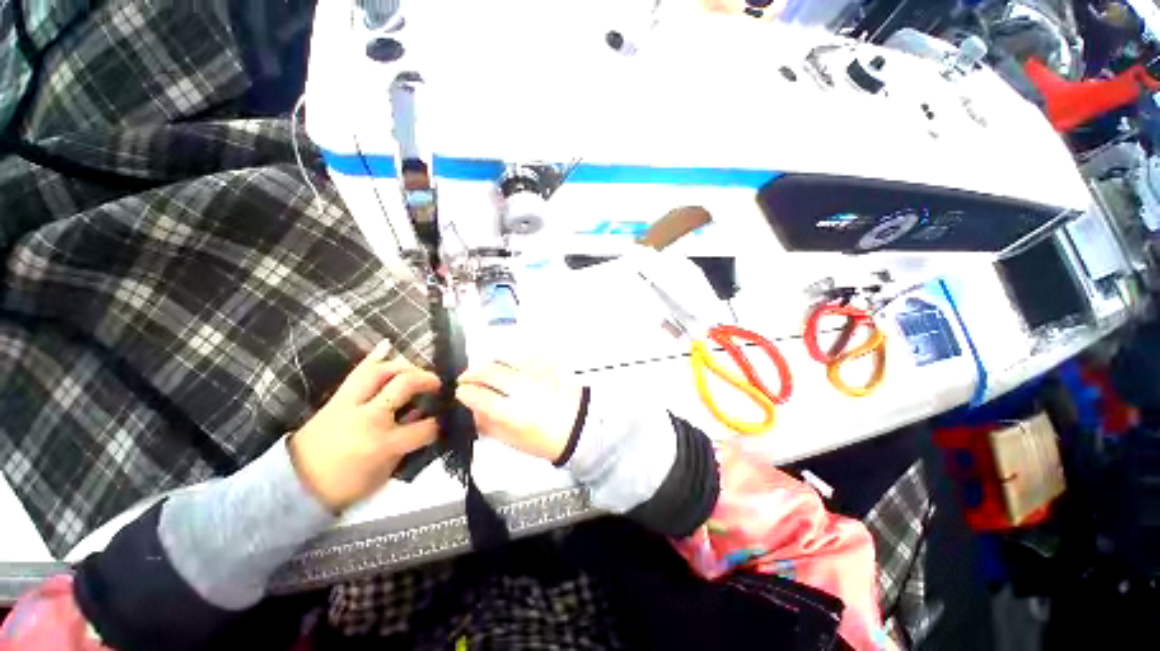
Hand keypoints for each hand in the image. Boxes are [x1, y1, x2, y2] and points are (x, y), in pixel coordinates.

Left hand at [289, 342, 439, 511]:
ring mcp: (349, 404)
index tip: (443, 422)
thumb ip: (407, 445)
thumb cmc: (345, 485)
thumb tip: (425, 420)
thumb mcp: (384, 472)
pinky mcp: (336, 399)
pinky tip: (388, 345)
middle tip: (436, 384)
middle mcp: (369, 418)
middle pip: (405, 384)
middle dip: (427, 381)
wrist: (296, 484)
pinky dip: (373, 356)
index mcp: (383, 443)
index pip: (424, 428)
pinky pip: (357, 371)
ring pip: (381, 371)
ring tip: (416, 372)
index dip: (439, 425)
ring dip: (405, 367)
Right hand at [456, 359, 584, 462]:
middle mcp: (523, 388)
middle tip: (466, 379)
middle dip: (471, 373)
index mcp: (513, 413)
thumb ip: (489, 426)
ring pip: (505, 359)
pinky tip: (509, 369)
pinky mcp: (547, 366)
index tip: (460, 393)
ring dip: (489, 365)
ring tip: (484, 373)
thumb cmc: (546, 440)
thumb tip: (473, 412)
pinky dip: (510, 361)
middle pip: (489, 371)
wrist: (580, 426)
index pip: (480, 396)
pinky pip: (523, 357)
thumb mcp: (514, 441)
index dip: (464, 393)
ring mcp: (536, 374)